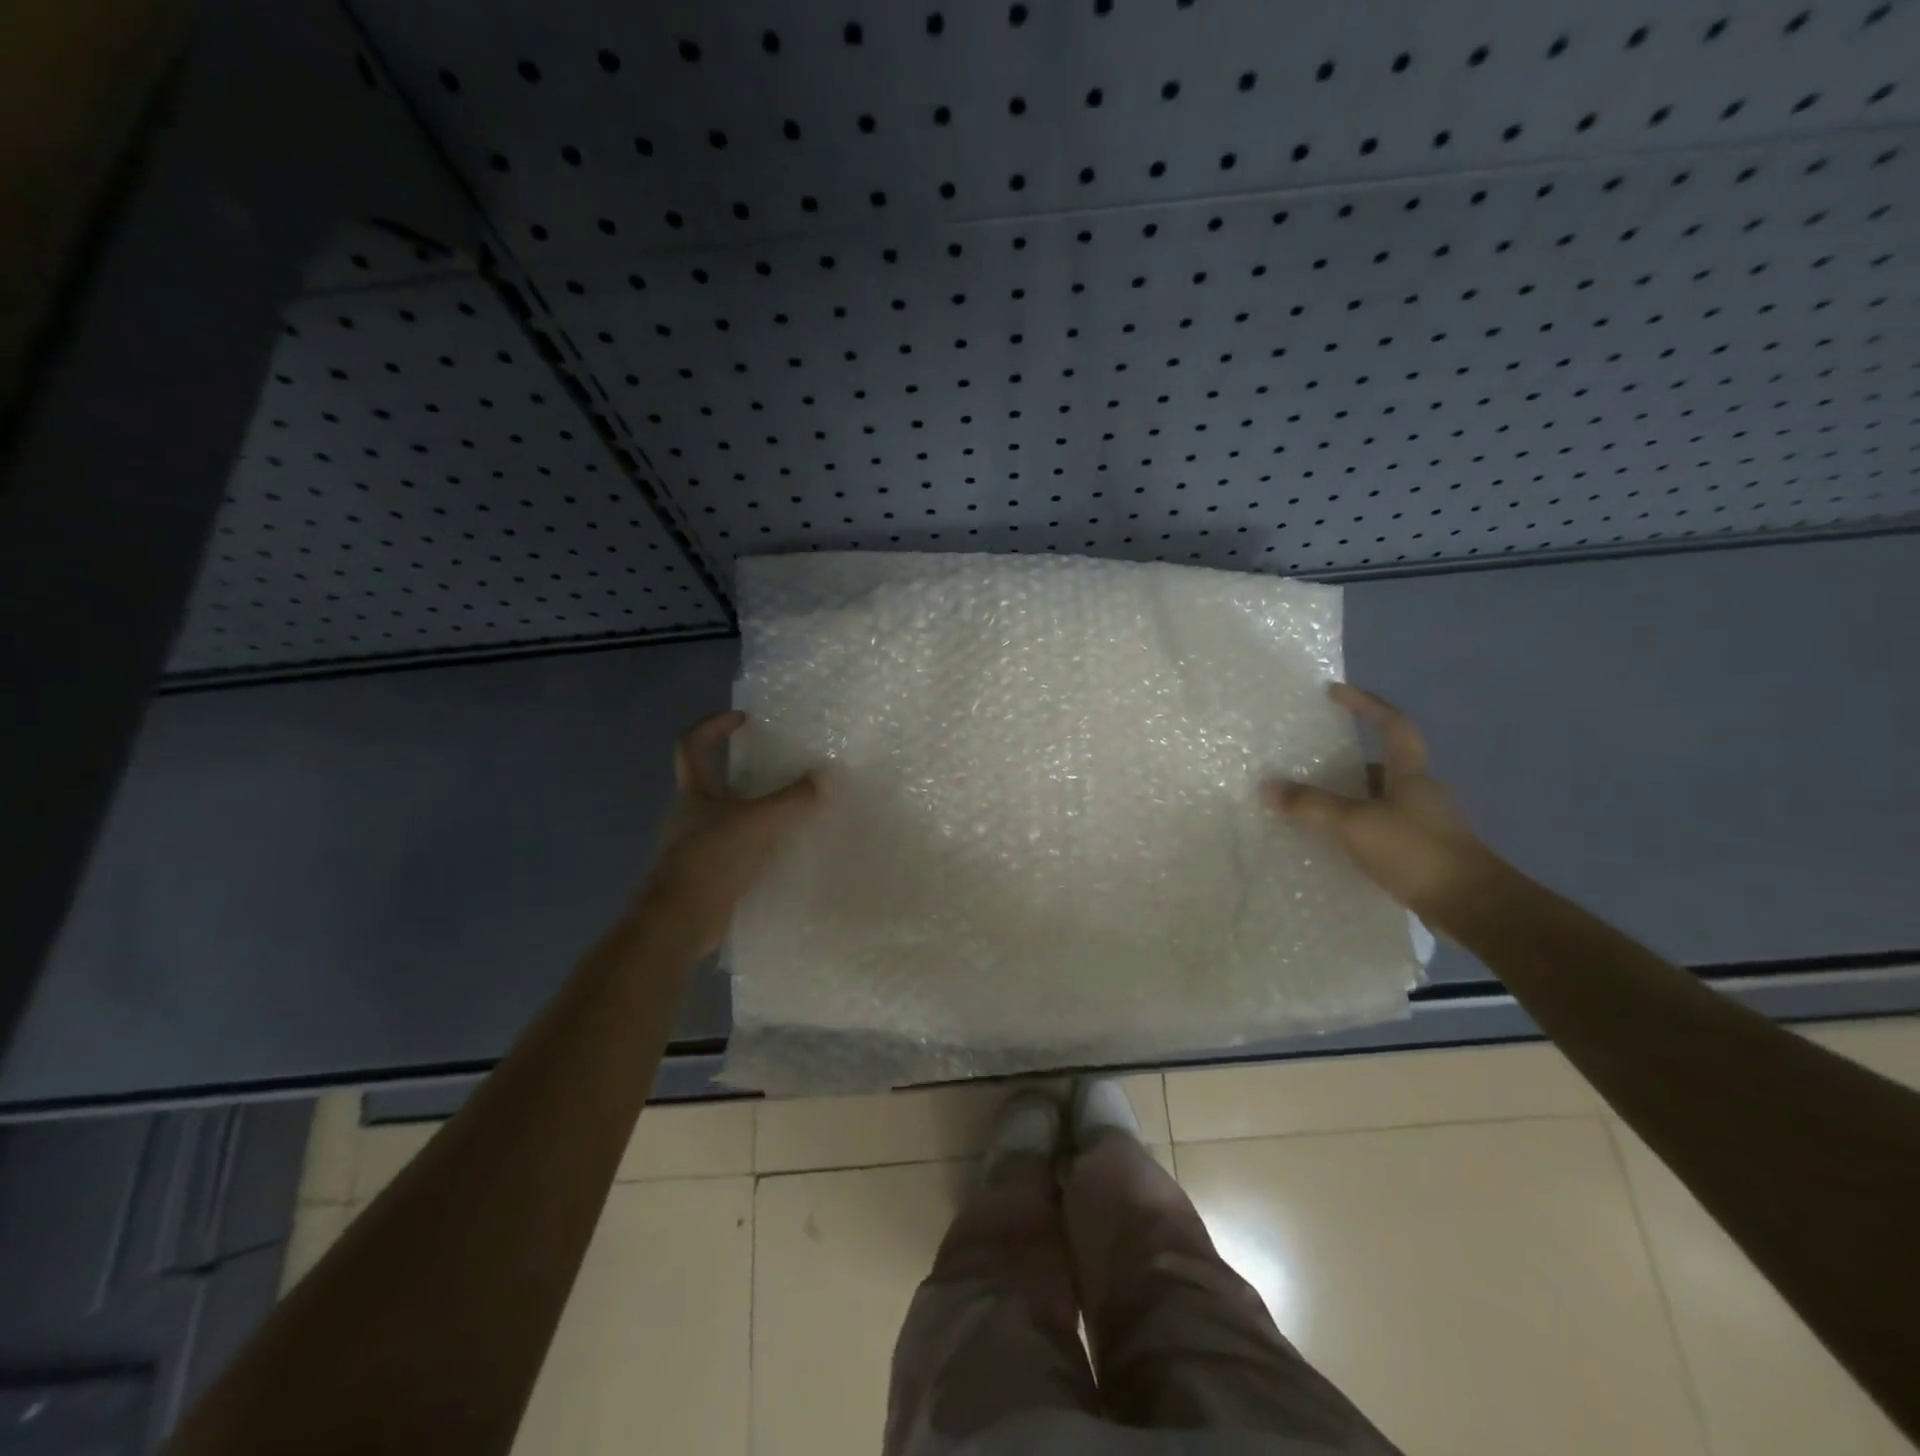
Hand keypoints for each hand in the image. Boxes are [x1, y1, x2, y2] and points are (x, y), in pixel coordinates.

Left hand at [636, 710, 820, 954]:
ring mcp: (694, 845)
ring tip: (789, 810)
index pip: (692, 744)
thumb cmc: (712, 859)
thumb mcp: (760, 823)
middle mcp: (690, 814)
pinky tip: (781, 851)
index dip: (713, 725)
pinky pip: (734, 848)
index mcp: (695, 792)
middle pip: (711, 780)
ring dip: (752, 810)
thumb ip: (794, 799)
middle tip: (779, 768)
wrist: (677, 921)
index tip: (743, 719)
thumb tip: (827, 777)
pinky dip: (755, 844)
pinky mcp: (706, 874)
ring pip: (725, 816)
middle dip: (741, 771)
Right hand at [1266, 683, 1505, 919]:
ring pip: (1380, 801)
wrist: (1473, 907)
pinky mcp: (1422, 855)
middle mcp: (1420, 792)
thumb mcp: (1354, 824)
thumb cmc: (1415, 851)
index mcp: (1410, 773)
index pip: (1391, 724)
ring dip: (1349, 799)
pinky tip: (1334, 845)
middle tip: (1309, 763)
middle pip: (1383, 765)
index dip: (1365, 704)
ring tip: (1312, 807)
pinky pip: (1381, 831)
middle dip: (1347, 761)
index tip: (1334, 692)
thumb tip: (1267, 788)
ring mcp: (1424, 825)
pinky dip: (1357, 831)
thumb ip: (1311, 805)